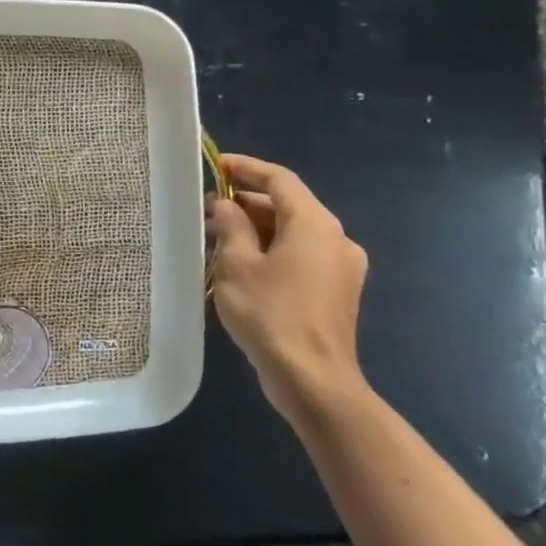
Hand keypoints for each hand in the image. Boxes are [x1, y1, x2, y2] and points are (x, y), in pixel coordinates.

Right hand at [209, 153, 369, 420]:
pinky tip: (238, 264)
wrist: (313, 379)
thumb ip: (231, 226)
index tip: (213, 166)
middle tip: (205, 208)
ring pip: (292, 232)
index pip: (279, 179)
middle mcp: (335, 239)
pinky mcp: (335, 291)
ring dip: (255, 229)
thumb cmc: (270, 313)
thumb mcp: (237, 264)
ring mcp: (340, 267)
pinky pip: (299, 255)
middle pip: (287, 205)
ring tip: (214, 236)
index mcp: (314, 224)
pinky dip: (270, 250)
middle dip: (245, 202)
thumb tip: (226, 205)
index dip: (245, 168)